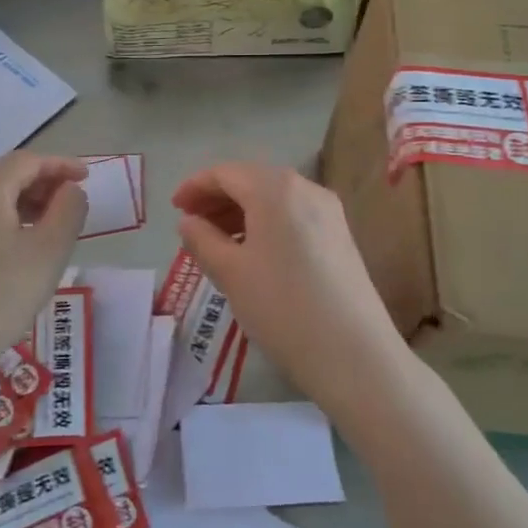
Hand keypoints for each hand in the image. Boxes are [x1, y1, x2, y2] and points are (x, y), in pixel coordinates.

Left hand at [0, 152, 88, 371]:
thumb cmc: (2, 294)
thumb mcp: (50, 250)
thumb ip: (69, 209)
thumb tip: (69, 190)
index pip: (28, 160)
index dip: (61, 164)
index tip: (88, 177)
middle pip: (8, 175)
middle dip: (44, 182)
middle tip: (73, 201)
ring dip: (27, 203)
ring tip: (53, 225)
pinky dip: (8, 220)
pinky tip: (22, 247)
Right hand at [174, 163, 405, 410]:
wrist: (354, 354)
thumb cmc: (282, 307)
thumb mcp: (230, 273)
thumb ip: (202, 240)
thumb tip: (188, 222)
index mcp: (275, 189)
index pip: (226, 173)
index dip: (195, 186)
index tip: (174, 208)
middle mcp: (305, 188)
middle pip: (252, 180)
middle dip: (218, 197)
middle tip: (191, 224)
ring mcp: (328, 211)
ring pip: (274, 198)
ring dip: (241, 211)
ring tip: (216, 241)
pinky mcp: (340, 235)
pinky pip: (293, 215)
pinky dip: (266, 223)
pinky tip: (253, 252)